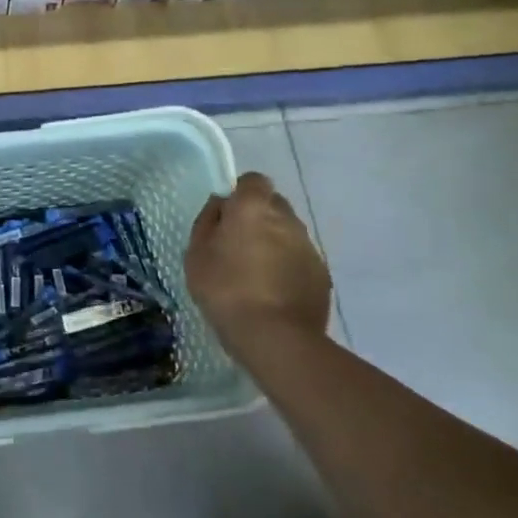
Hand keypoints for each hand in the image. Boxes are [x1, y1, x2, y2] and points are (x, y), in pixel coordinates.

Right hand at [185, 172, 332, 361]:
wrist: (275, 337)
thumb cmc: (225, 290)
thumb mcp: (196, 255)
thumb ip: (207, 222)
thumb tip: (220, 206)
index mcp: (253, 207)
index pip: (253, 180)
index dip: (240, 194)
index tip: (227, 216)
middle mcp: (286, 218)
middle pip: (273, 205)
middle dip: (257, 218)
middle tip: (237, 246)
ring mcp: (308, 246)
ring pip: (288, 233)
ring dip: (274, 244)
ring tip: (255, 275)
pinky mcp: (322, 274)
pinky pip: (300, 260)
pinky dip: (288, 268)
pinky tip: (273, 294)